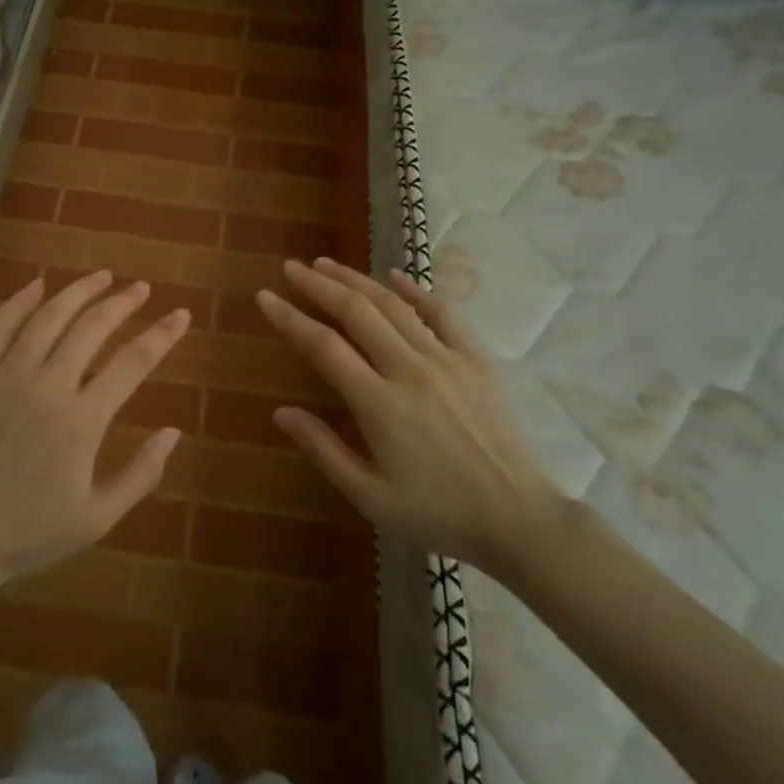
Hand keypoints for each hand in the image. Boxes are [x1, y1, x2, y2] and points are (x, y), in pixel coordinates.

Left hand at [0, 271, 192, 587]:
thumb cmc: (31, 532)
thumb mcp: (98, 518)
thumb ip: (141, 474)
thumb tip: (174, 433)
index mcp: (82, 421)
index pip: (133, 363)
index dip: (161, 335)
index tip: (180, 314)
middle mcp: (48, 387)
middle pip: (92, 328)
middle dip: (122, 303)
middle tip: (140, 288)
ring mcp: (6, 376)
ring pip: (48, 318)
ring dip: (78, 292)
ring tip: (101, 276)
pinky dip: (20, 301)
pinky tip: (37, 285)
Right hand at [255, 258, 564, 578]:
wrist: (518, 519)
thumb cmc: (438, 514)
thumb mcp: (370, 497)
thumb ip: (323, 449)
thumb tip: (280, 412)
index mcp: (380, 404)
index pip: (324, 346)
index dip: (289, 318)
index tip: (265, 298)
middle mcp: (410, 369)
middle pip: (356, 312)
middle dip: (318, 285)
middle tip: (291, 268)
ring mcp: (447, 360)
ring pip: (393, 306)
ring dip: (356, 280)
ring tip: (326, 264)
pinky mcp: (476, 361)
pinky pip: (442, 315)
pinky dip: (415, 291)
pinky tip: (395, 276)